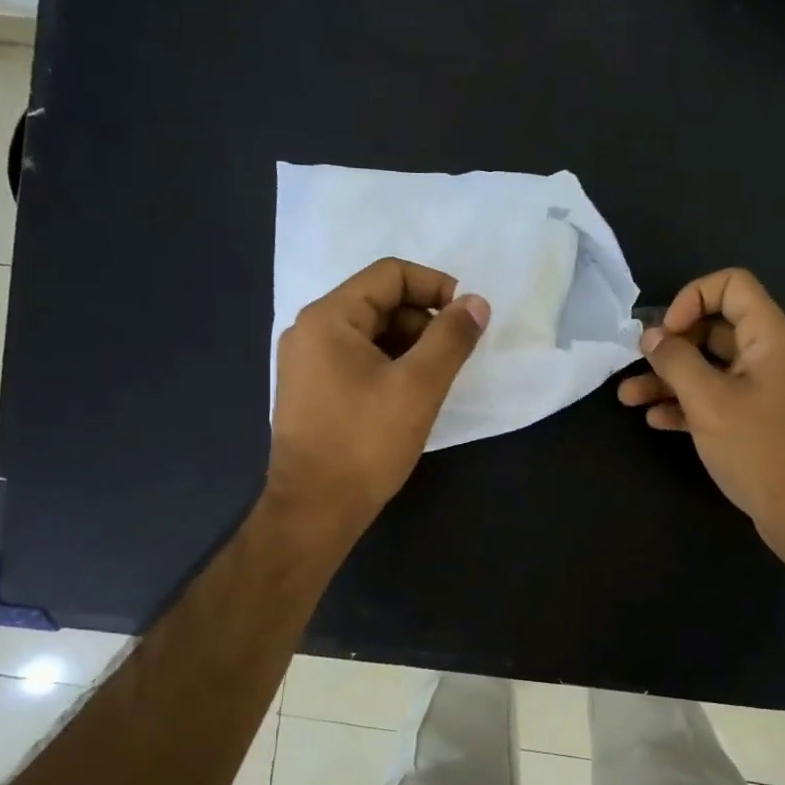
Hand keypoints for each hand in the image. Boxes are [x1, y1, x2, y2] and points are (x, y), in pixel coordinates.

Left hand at [270, 258, 489, 531]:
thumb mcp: (419, 386)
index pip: (390, 275)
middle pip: (380, 301)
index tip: (467, 317)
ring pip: (371, 333)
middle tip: (455, 355)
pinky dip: (391, 365)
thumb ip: (451, 338)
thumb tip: (476, 303)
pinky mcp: (313, 391)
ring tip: (436, 379)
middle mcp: (311, 331)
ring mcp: (308, 363)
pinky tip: (411, 395)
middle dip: (424, 320)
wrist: (315, 510)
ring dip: (411, 345)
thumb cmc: (365, 443)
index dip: (436, 287)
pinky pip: (359, 360)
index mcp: (329, 318)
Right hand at [618, 268, 784, 556]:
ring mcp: (759, 388)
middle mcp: (765, 354)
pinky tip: (655, 419)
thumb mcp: (709, 401)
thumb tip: (651, 337)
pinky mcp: (751, 418)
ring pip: (707, 367)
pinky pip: (713, 397)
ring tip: (627, 396)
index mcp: (768, 337)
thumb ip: (676, 361)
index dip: (693, 298)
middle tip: (637, 363)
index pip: (731, 285)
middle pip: (712, 327)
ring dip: (667, 378)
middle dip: (670, 343)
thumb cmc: (758, 448)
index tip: (667, 333)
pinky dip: (684, 403)